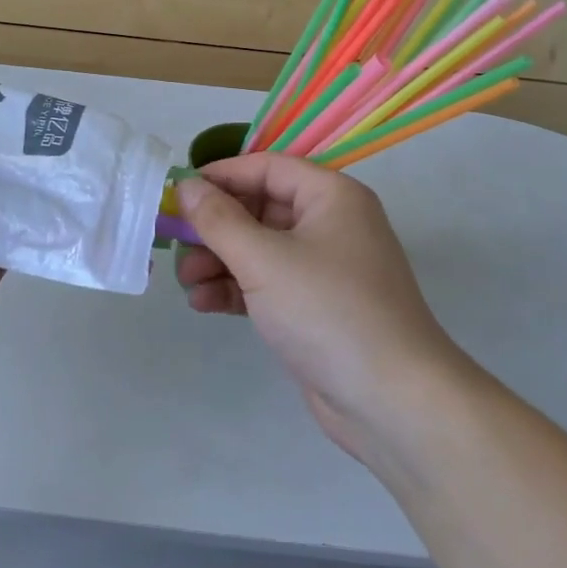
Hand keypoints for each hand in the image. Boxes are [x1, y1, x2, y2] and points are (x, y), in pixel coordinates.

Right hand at [176, 154, 472, 467]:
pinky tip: (205, 304)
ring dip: (220, 261)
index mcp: (331, 197)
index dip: (221, 176)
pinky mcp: (315, 308)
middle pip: (260, 209)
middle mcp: (331, 225)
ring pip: (260, 250)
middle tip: (175, 242)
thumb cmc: (327, 310)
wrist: (391, 400)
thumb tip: (187, 186)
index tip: (179, 192)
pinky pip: (268, 284)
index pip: (267, 168)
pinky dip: (237, 289)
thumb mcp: (263, 259)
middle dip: (215, 227)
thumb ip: (218, 219)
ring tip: (186, 281)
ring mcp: (325, 269)